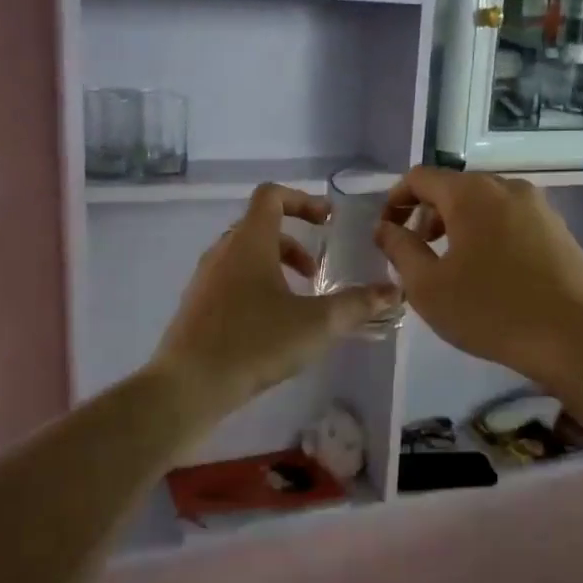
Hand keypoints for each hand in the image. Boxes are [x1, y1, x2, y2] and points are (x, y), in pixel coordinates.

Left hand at [154, 184, 398, 411]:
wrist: (188, 386)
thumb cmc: (254, 343)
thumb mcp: (316, 324)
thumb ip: (356, 305)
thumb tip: (394, 292)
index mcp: (249, 242)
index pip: (271, 196)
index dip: (302, 200)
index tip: (327, 223)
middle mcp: (222, 252)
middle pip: (260, 227)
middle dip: (294, 243)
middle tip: (317, 273)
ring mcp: (205, 279)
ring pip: (245, 256)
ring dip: (275, 267)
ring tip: (298, 302)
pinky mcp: (197, 306)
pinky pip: (231, 281)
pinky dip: (256, 287)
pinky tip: (271, 327)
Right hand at [375, 168, 582, 384]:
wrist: (576, 336)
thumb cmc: (491, 310)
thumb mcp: (428, 286)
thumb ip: (400, 249)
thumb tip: (385, 228)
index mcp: (471, 193)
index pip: (420, 177)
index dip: (396, 200)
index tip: (387, 233)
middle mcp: (506, 187)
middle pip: (454, 188)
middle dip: (428, 215)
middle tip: (418, 254)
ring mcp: (539, 207)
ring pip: (485, 204)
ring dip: (459, 226)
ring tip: (453, 267)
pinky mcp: (559, 230)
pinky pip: (511, 221)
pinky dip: (489, 235)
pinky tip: (491, 274)